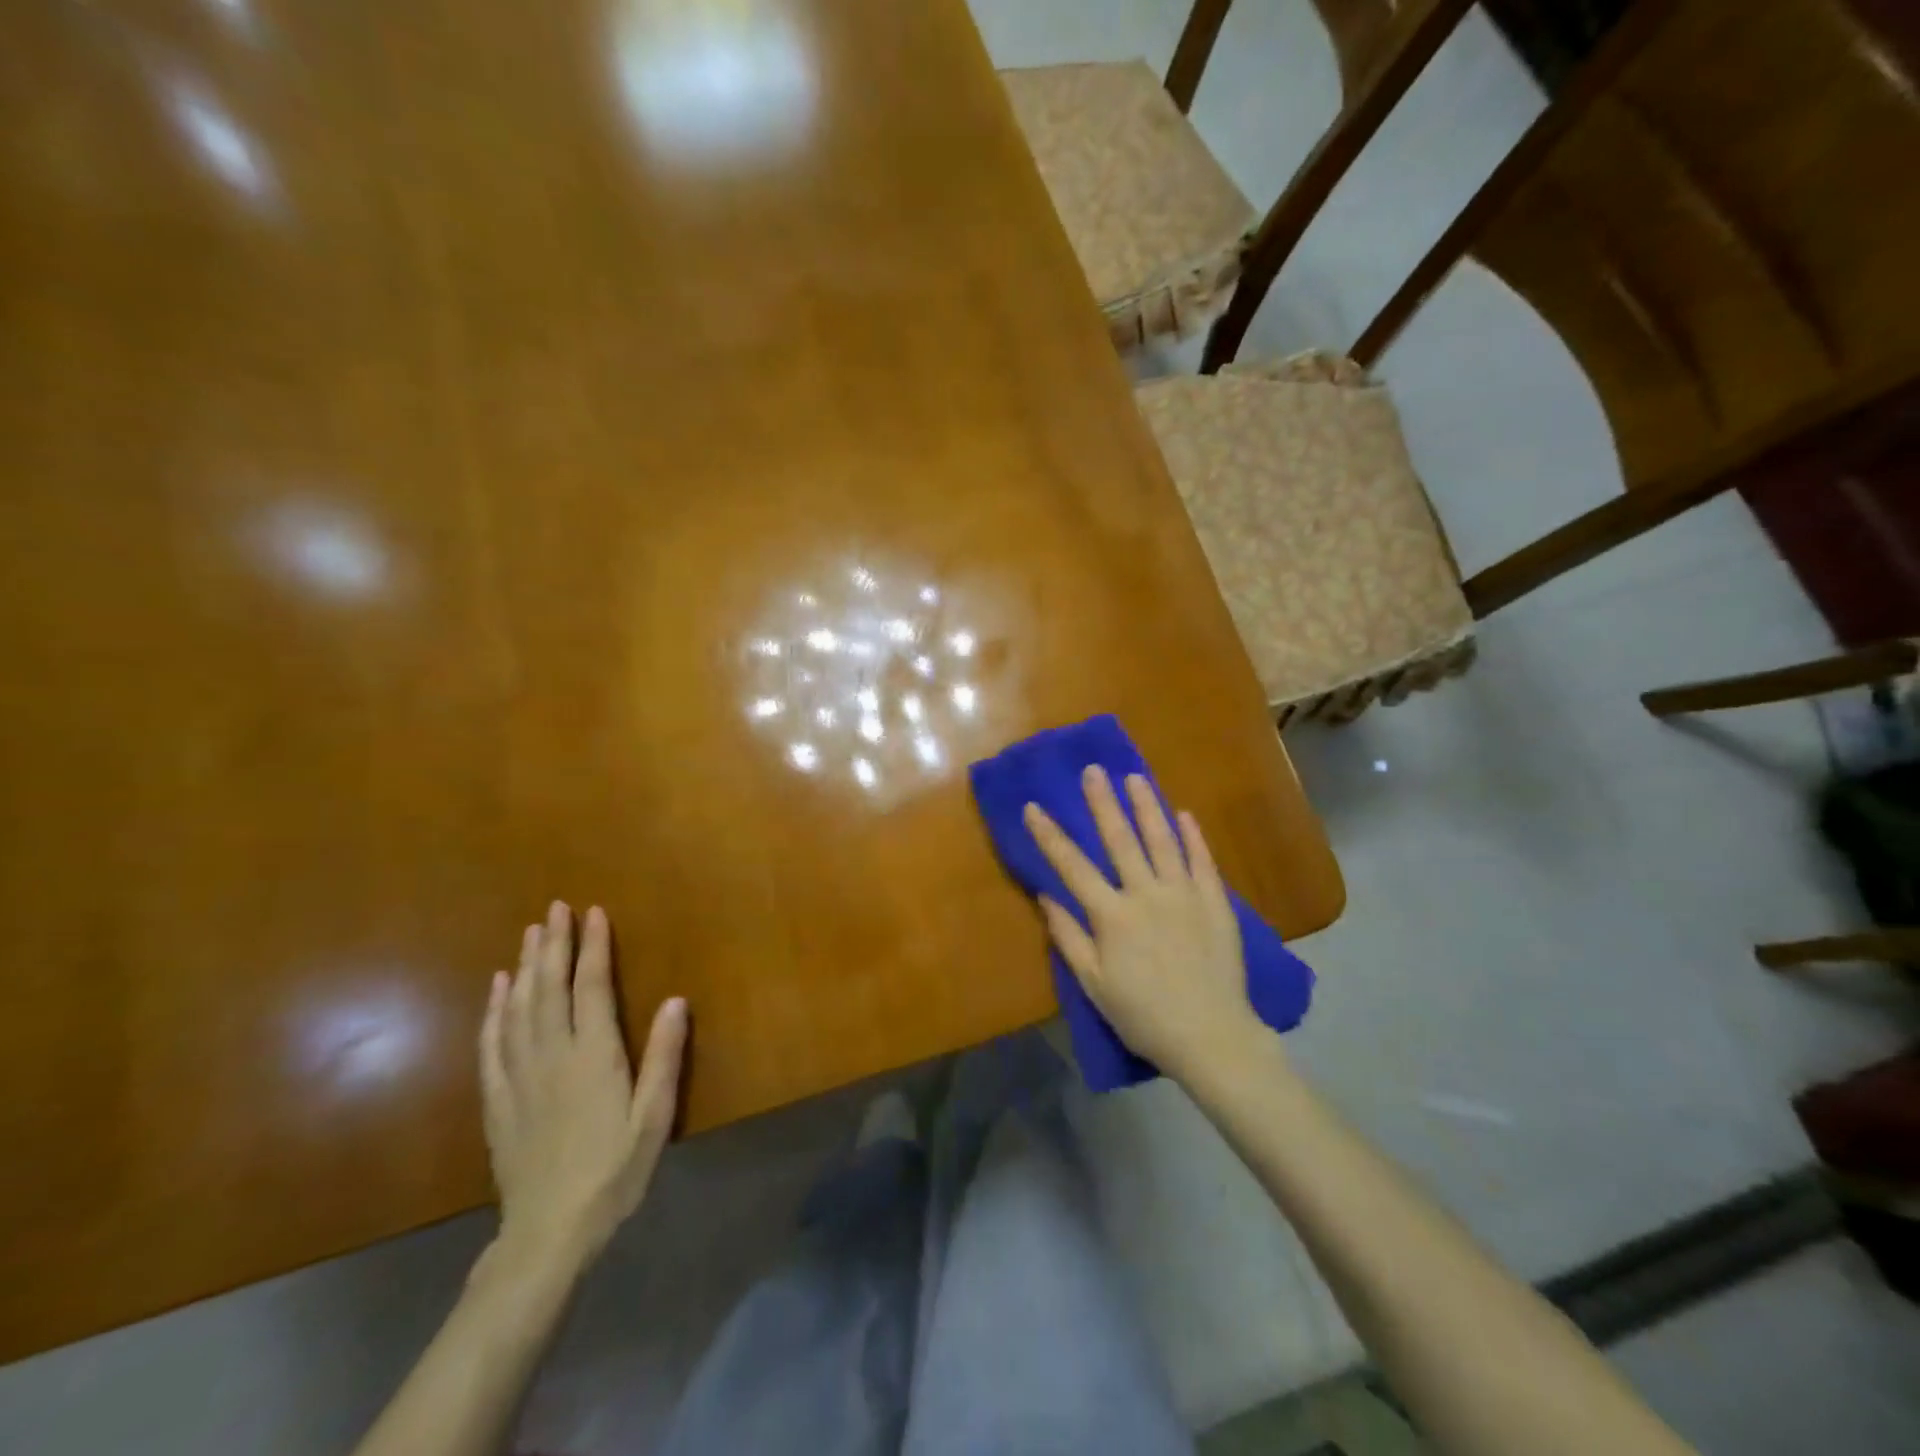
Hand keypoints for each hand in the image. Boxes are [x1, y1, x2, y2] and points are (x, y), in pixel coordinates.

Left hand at [478, 901, 686, 1276]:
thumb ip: (664, 1058)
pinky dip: (495, 1010)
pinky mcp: (498, 1100)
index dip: (593, 947)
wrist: (548, 1233)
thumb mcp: (654, 1118)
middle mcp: (553, 1056)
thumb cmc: (614, 1172)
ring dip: (526, 966)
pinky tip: (498, 988)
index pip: (592, 988)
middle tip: (555, 908)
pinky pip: (492, 1044)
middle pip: (550, 988)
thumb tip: (675, 1001)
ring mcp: (519, 1077)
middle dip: (554, 944)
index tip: (593, 913)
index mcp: (594, 1057)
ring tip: (530, 933)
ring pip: (519, 1008)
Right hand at [1024, 767, 1255, 1079]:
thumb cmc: (1144, 1016)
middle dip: (1102, 803)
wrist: (1211, 1036)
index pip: (1073, 866)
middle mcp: (1146, 894)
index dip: (1050, 836)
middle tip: (1093, 770)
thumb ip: (1070, 938)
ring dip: (1146, 806)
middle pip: (1120, 840)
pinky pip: (1202, 861)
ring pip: (1162, 840)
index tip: (1034, 807)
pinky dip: (1192, 836)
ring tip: (1134, 777)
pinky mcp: (1215, 902)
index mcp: (1112, 916)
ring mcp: (1184, 895)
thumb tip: (1046, 897)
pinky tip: (1184, 814)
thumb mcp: (1094, 985)